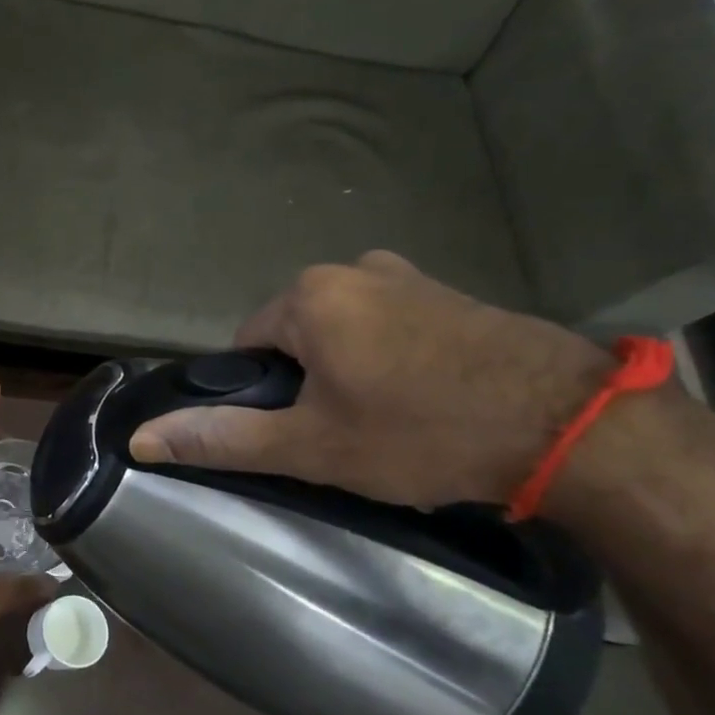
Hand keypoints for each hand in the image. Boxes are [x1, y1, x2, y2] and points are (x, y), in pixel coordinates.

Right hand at [130, 251, 622, 508]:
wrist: (574, 427)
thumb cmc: (421, 432)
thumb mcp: (311, 445)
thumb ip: (222, 438)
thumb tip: (140, 439)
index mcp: (308, 296)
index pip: (245, 345)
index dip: (262, 394)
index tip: (297, 432)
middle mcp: (352, 268)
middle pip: (295, 334)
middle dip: (306, 380)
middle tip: (343, 434)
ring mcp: (408, 275)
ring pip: (344, 330)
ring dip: (348, 368)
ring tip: (387, 420)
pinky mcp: (452, 292)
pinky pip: (390, 323)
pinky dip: (390, 356)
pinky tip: (424, 398)